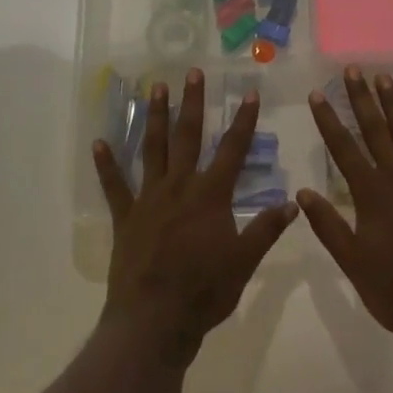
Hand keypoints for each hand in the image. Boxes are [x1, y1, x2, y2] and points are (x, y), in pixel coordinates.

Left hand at [93, 70, 298, 364]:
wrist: (155, 320)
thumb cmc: (205, 292)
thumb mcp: (245, 262)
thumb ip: (266, 229)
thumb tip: (293, 201)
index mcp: (211, 195)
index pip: (232, 150)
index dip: (243, 121)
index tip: (249, 93)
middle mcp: (179, 186)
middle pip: (188, 136)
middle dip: (193, 103)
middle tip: (193, 72)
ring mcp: (149, 198)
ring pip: (152, 149)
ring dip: (155, 117)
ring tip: (155, 87)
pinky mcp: (126, 216)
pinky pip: (114, 186)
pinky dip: (106, 164)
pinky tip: (98, 142)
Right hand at [298, 67, 392, 345]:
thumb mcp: (354, 264)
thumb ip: (329, 226)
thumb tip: (302, 191)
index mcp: (371, 195)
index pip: (343, 149)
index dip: (328, 120)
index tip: (317, 94)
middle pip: (375, 131)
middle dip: (361, 99)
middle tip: (352, 70)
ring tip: (383, 78)